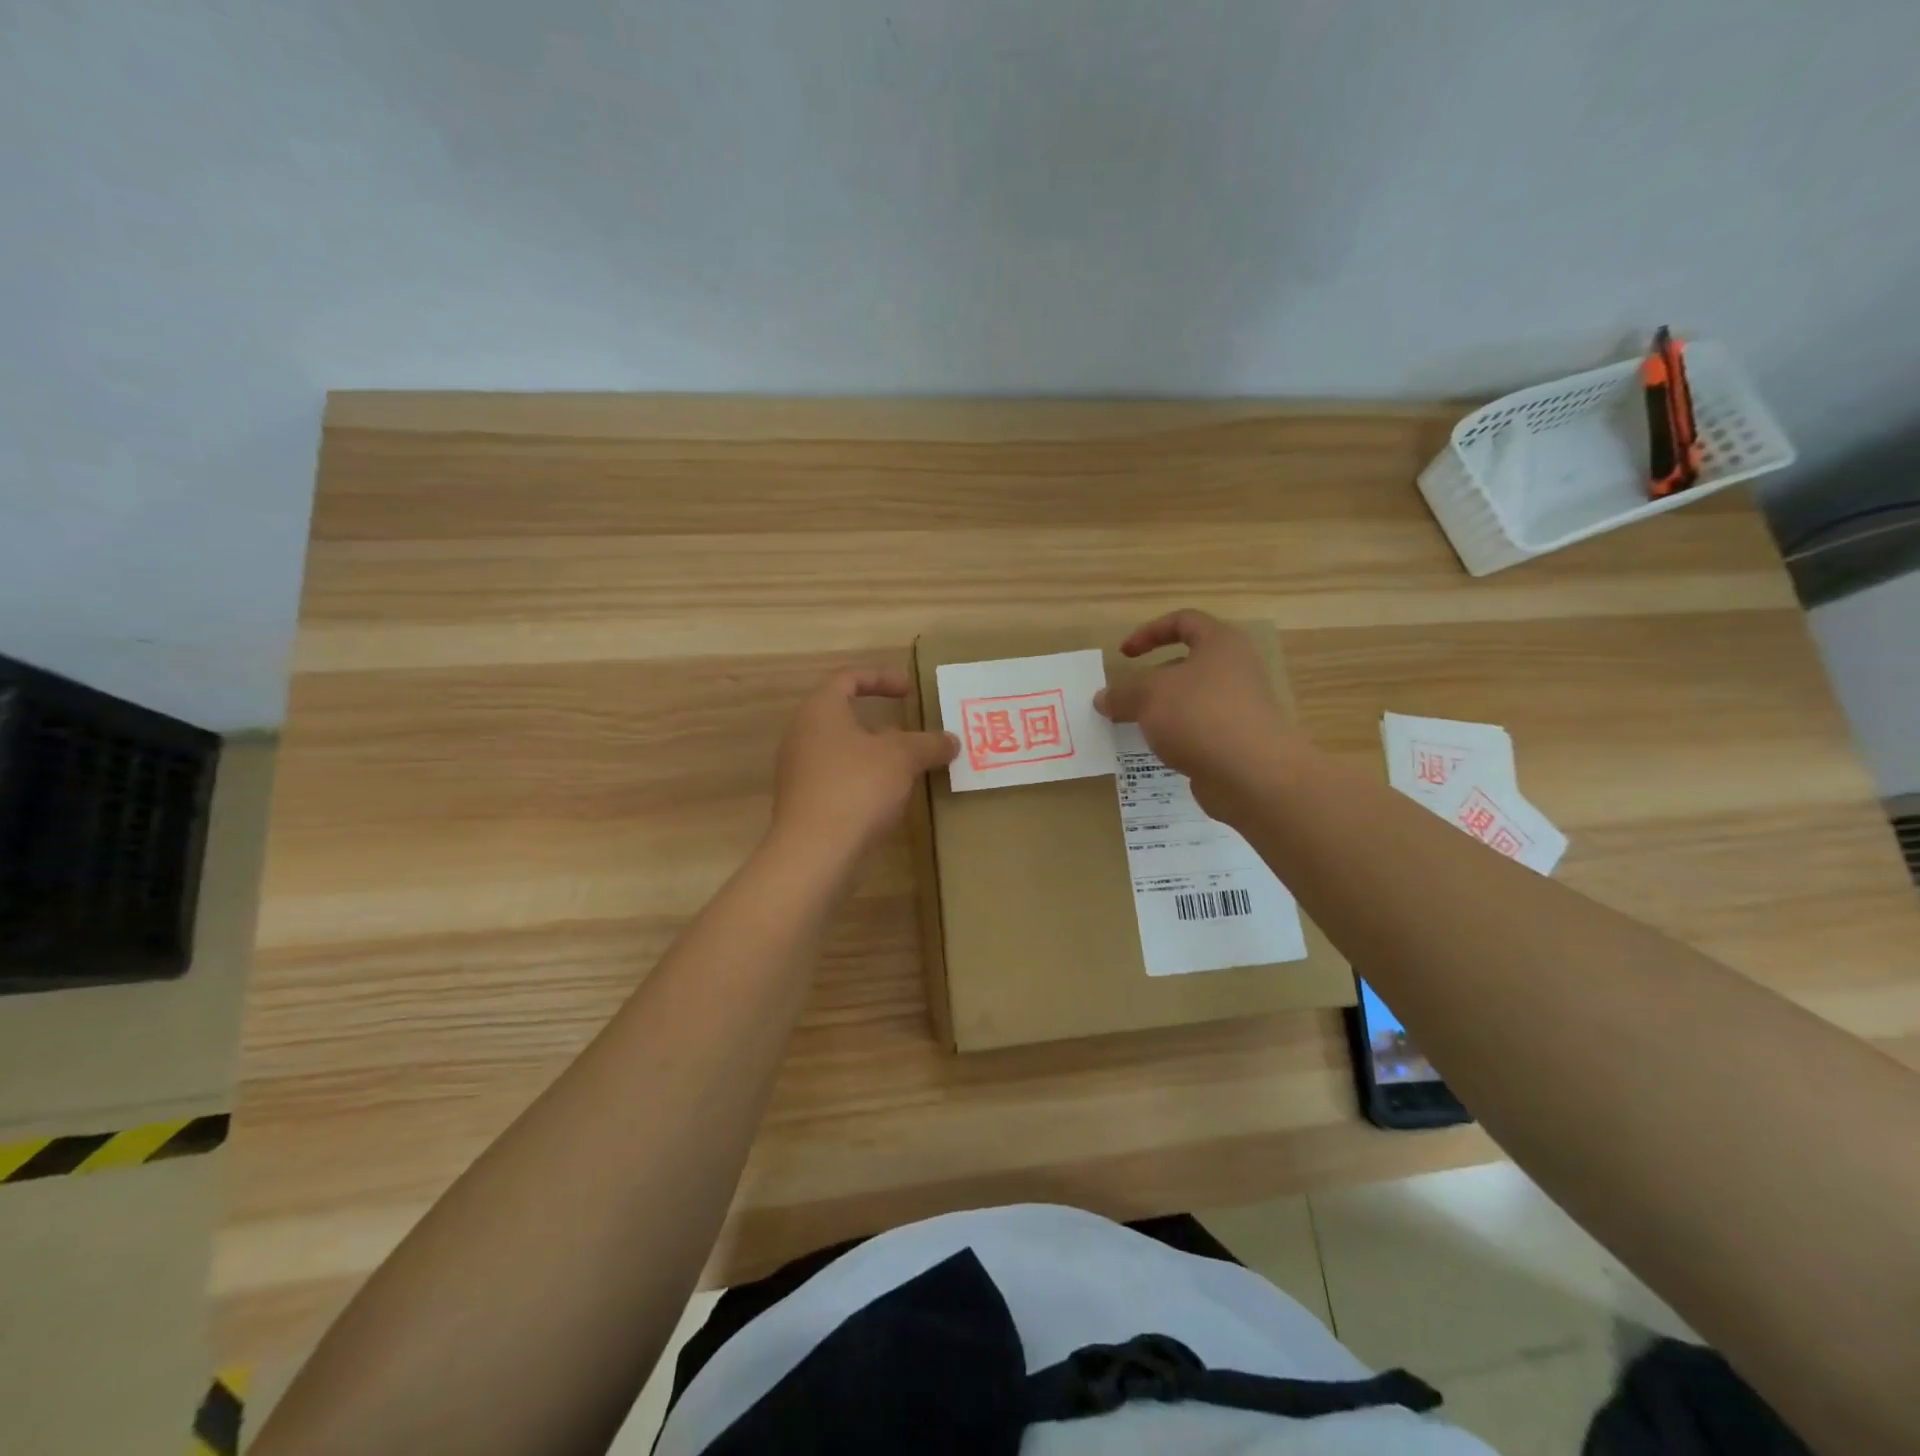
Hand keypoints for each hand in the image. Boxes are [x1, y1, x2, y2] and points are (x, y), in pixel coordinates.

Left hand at [771, 668, 958, 859]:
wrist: (815, 853)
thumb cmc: (857, 788)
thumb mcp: (902, 758)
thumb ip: (928, 743)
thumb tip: (951, 740)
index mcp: (820, 711)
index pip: (848, 678)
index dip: (881, 678)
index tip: (910, 691)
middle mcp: (802, 735)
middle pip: (843, 715)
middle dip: (882, 721)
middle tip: (913, 732)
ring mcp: (799, 772)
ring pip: (843, 750)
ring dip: (875, 754)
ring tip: (908, 767)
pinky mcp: (805, 803)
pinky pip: (839, 779)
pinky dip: (864, 780)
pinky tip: (888, 798)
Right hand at [1095, 610, 1303, 816]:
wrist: (1253, 774)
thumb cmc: (1199, 715)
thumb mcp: (1148, 696)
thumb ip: (1122, 693)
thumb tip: (1102, 699)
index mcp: (1221, 643)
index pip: (1184, 621)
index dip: (1149, 632)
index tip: (1123, 655)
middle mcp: (1236, 669)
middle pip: (1187, 664)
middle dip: (1151, 679)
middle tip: (1125, 699)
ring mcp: (1240, 707)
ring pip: (1192, 699)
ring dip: (1162, 710)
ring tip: (1136, 727)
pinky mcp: (1238, 740)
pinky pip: (1200, 729)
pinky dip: (1178, 736)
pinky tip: (1160, 751)